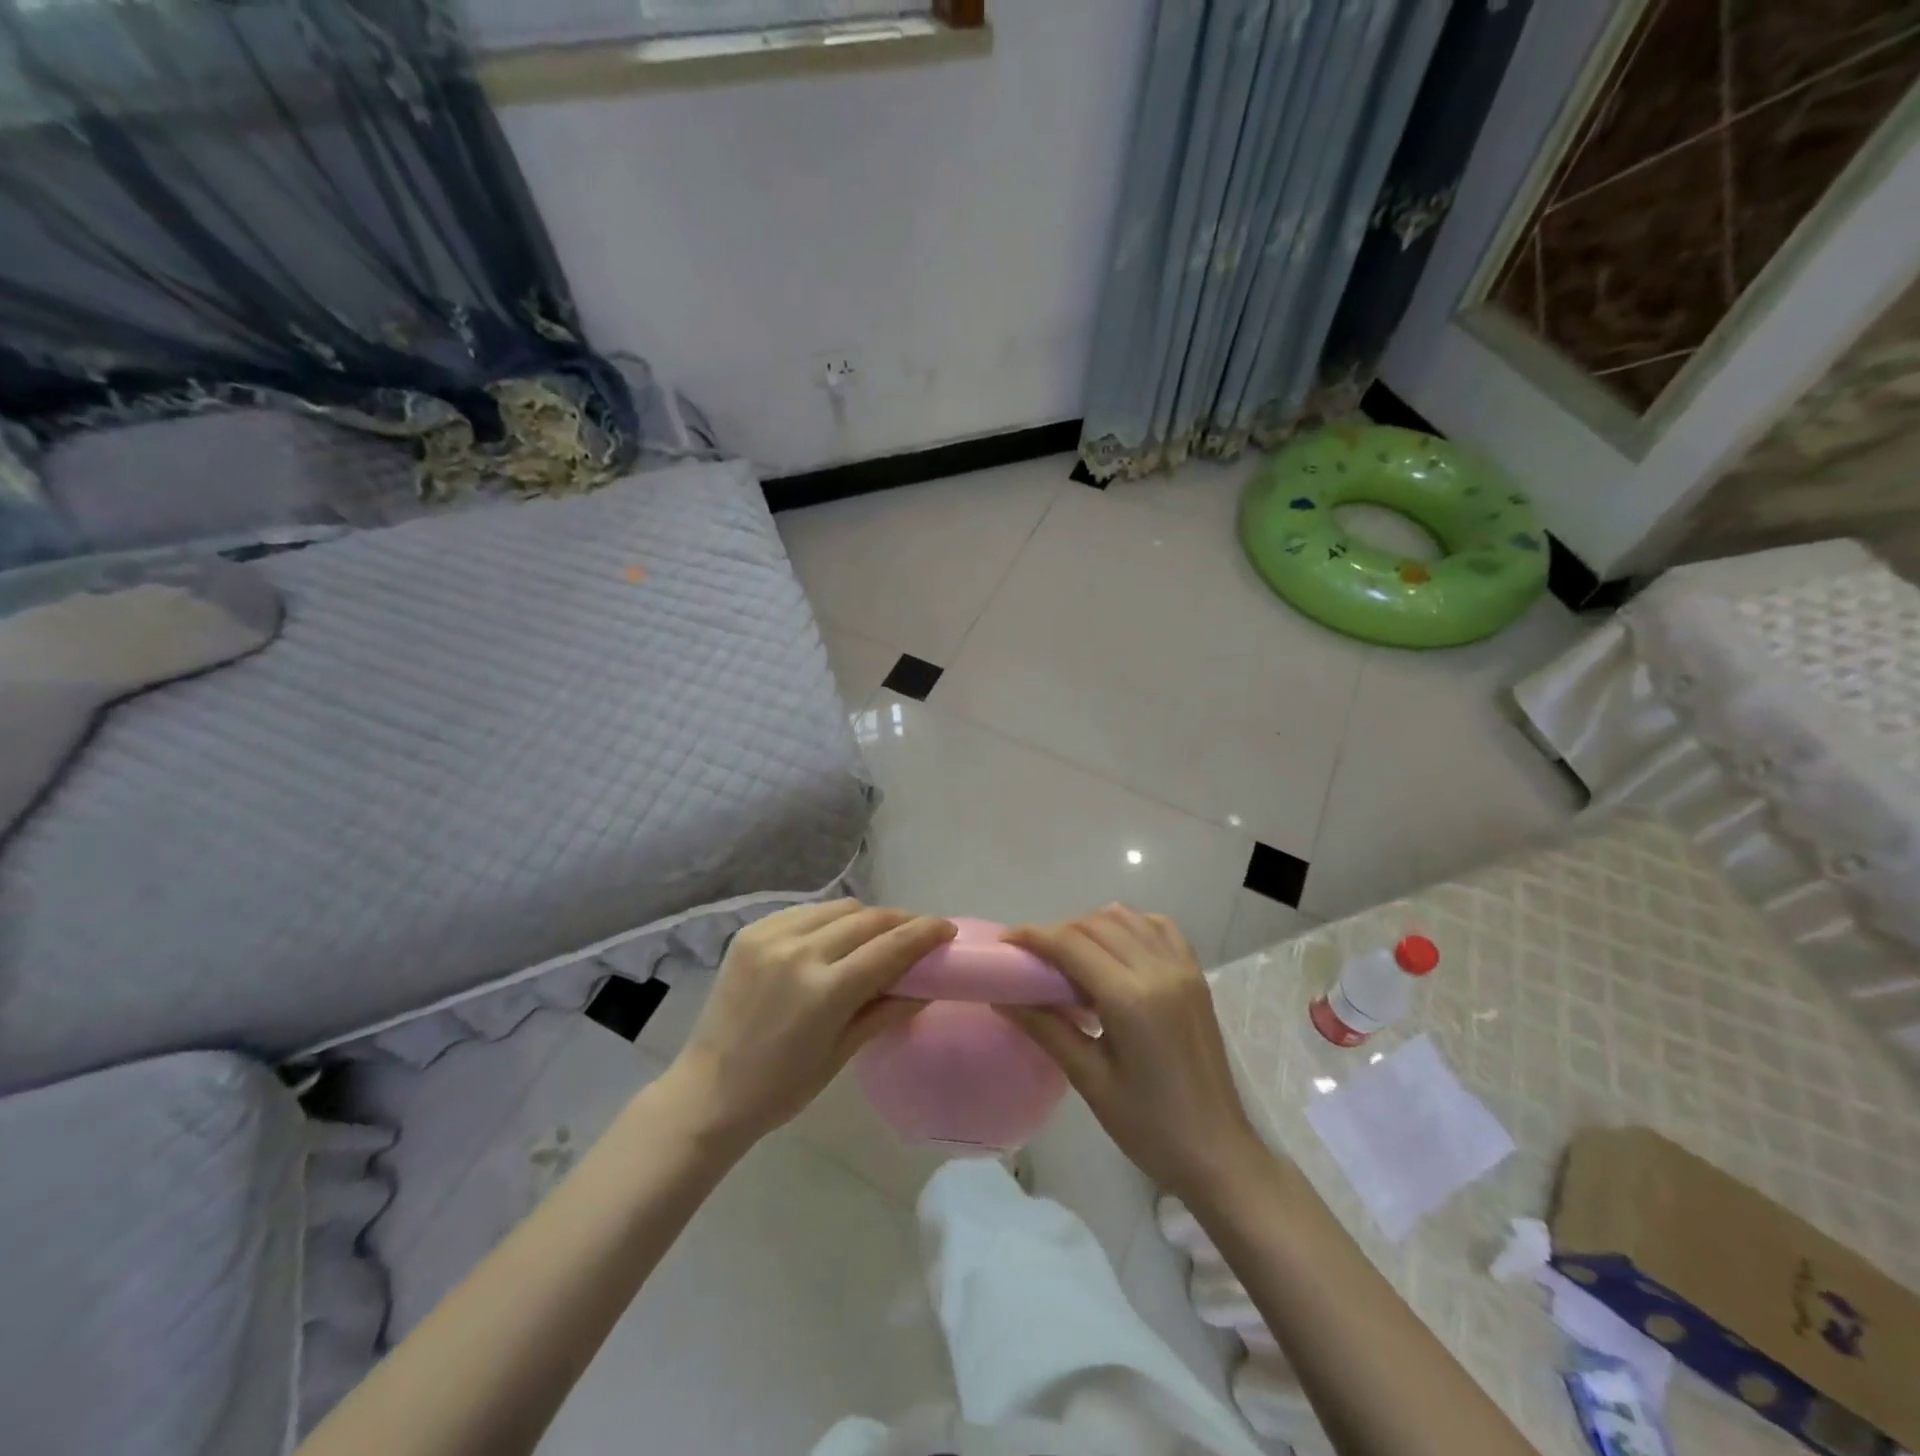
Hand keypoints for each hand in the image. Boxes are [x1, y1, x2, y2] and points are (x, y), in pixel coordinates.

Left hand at [667, 899, 955, 1148]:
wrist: (708, 1091)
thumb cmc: (781, 1087)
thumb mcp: (841, 1053)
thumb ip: (885, 1011)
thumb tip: (925, 987)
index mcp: (825, 990)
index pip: (890, 947)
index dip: (925, 934)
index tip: (947, 929)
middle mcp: (800, 952)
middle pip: (868, 919)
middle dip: (901, 922)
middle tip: (918, 933)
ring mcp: (772, 936)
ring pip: (838, 908)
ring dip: (867, 917)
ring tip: (878, 934)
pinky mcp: (751, 932)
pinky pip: (805, 912)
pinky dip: (830, 919)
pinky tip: (836, 936)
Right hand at [999, 905, 1263, 1199]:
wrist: (1217, 1152)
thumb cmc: (1149, 1127)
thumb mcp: (1090, 1081)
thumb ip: (1047, 1030)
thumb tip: (1003, 999)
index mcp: (1130, 999)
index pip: (1071, 944)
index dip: (1033, 936)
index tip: (1006, 942)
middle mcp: (1158, 970)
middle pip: (1096, 924)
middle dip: (1058, 931)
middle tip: (1034, 958)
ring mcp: (1182, 968)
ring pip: (1126, 918)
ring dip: (1092, 925)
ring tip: (1071, 956)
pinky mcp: (1196, 975)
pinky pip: (1159, 927)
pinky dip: (1130, 926)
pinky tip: (1115, 949)